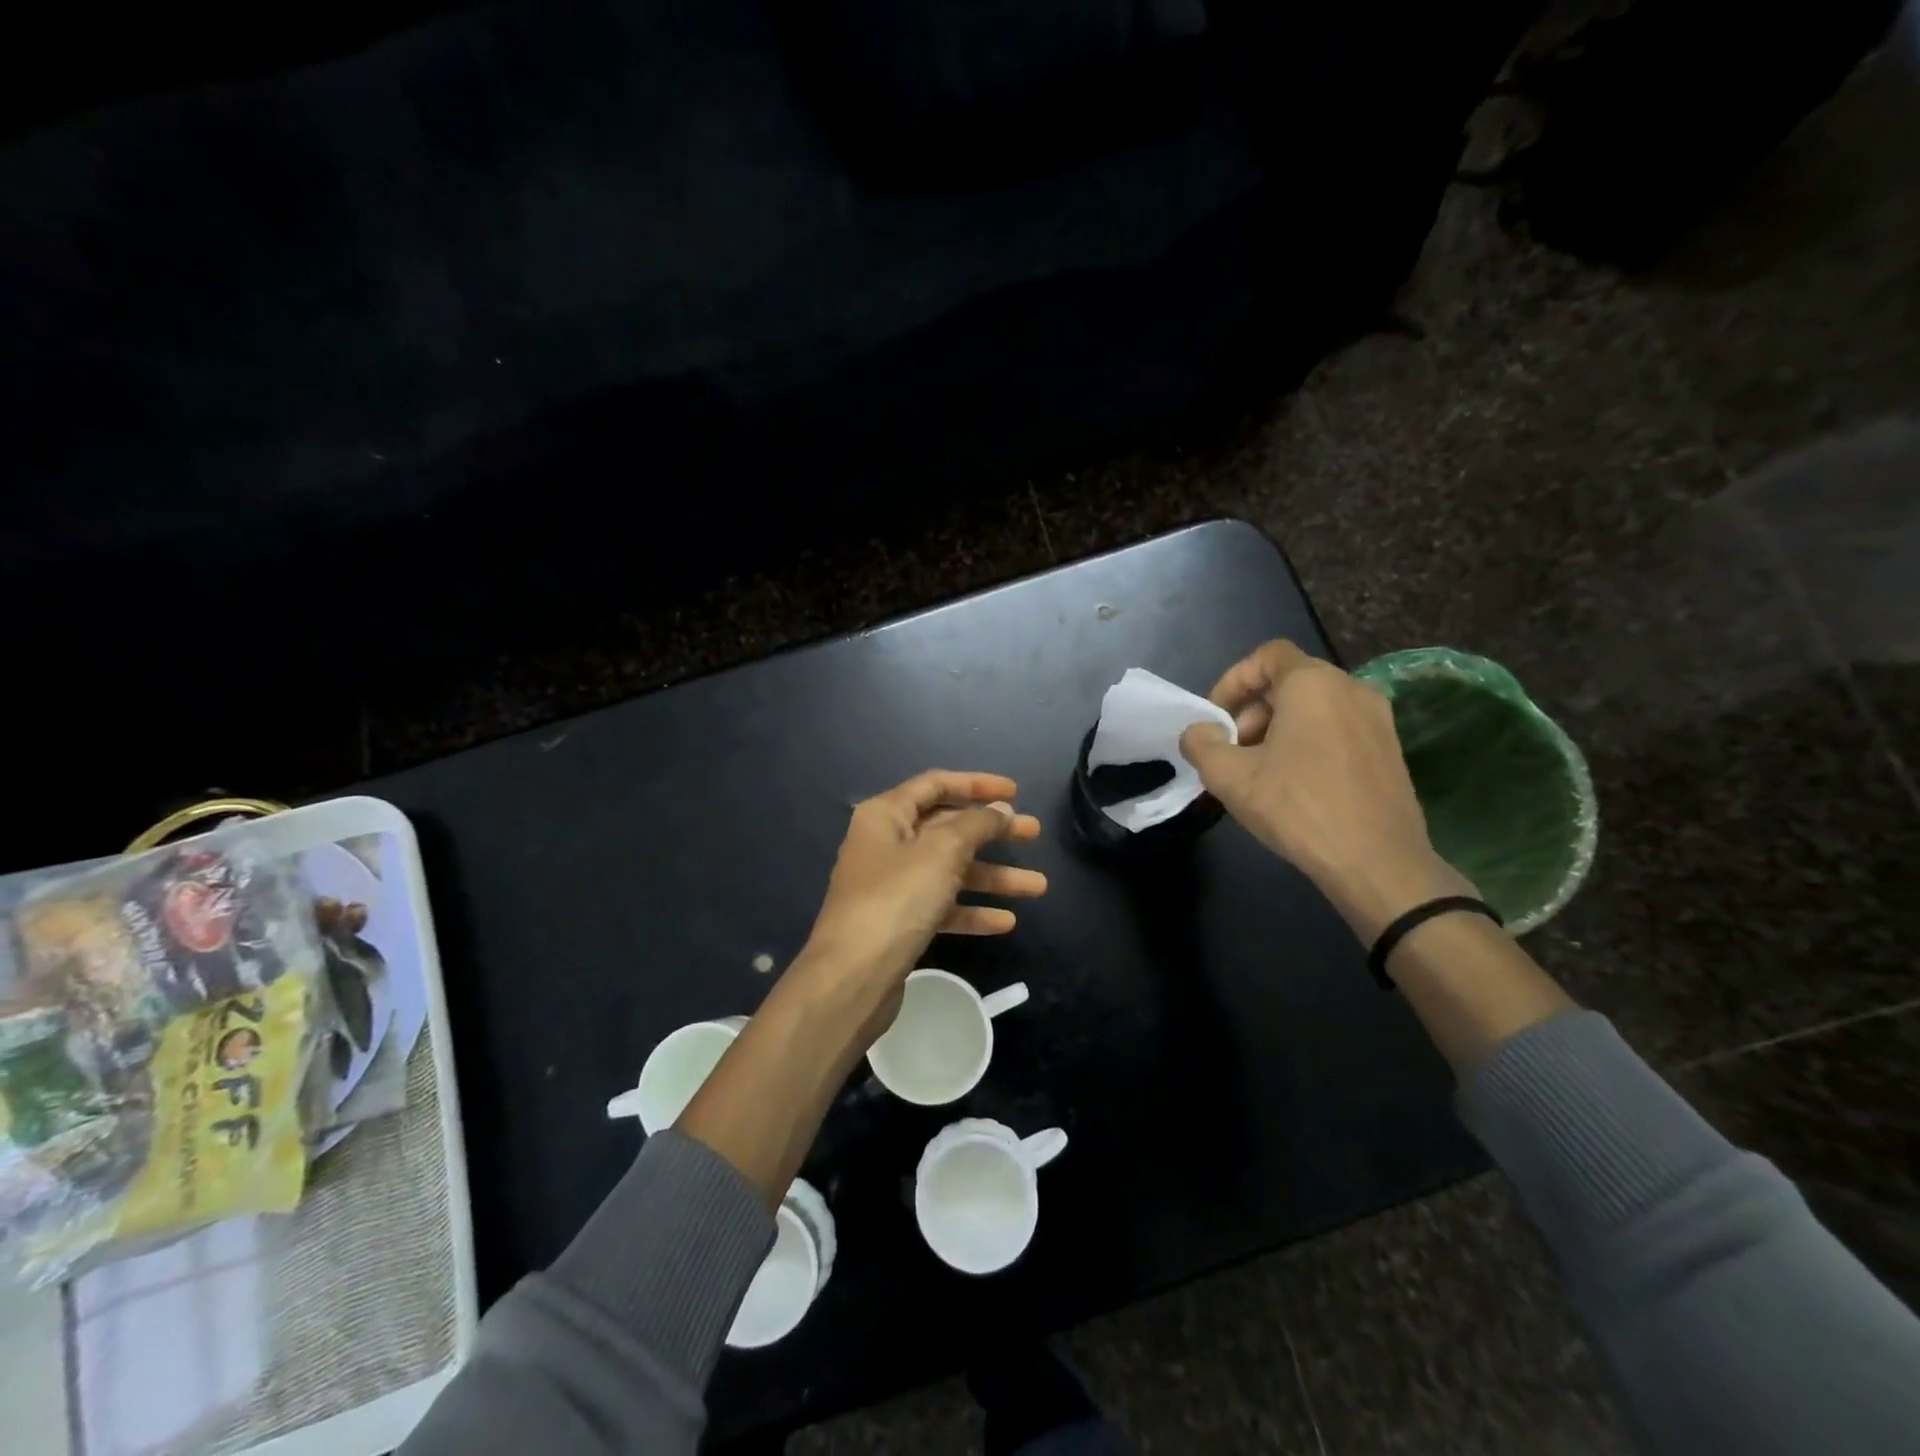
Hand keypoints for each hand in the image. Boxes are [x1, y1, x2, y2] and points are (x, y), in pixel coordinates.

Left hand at [794, 770, 1044, 1041]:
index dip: (977, 784)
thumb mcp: (942, 852)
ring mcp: (892, 886)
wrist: (852, 977)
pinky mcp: (899, 923)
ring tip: (1038, 886)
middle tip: (1033, 833)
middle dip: (992, 832)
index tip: (1015, 792)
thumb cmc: (896, 899)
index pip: (936, 784)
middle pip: (947, 828)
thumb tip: (1000, 809)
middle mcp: (886, 844)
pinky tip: (1006, 922)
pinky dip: (972, 910)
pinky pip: (942, 906)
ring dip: (993, 876)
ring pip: (950, 871)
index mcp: (886, 815)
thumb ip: (976, 825)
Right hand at [1179, 640, 1476, 941]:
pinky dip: (1308, 744)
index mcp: (1313, 684)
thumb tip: (1199, 731)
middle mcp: (1352, 689)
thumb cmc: (1297, 807)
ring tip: (1258, 773)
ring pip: (1314, 708)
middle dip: (1252, 711)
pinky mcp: (1390, 751)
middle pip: (1289, 682)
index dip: (1233, 680)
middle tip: (1232, 751)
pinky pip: (1337, 730)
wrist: (1377, 862)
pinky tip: (1293, 786)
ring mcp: (1378, 720)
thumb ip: (1201, 743)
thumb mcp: (1229, 776)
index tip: (1216, 718)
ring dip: (1278, 729)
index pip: (1267, 655)